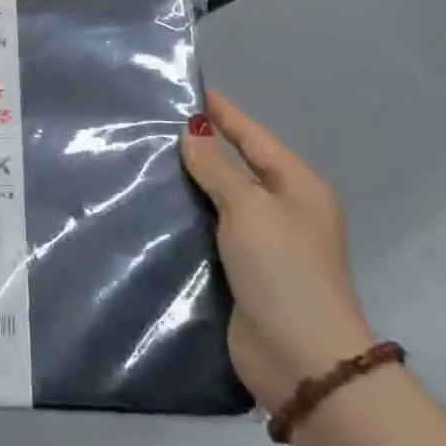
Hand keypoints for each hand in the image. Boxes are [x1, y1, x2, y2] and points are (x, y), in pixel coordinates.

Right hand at [179, 91, 375, 410]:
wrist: (299, 356)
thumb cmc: (282, 269)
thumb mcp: (249, 208)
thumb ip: (217, 169)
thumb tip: (192, 132)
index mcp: (297, 187)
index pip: (253, 136)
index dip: (224, 113)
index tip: (190, 89)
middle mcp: (283, 210)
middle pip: (237, 166)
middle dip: (201, 146)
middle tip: (154, 124)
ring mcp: (263, 243)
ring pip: (219, 199)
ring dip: (189, 183)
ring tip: (145, 160)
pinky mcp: (241, 272)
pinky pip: (209, 230)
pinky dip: (187, 217)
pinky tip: (155, 208)